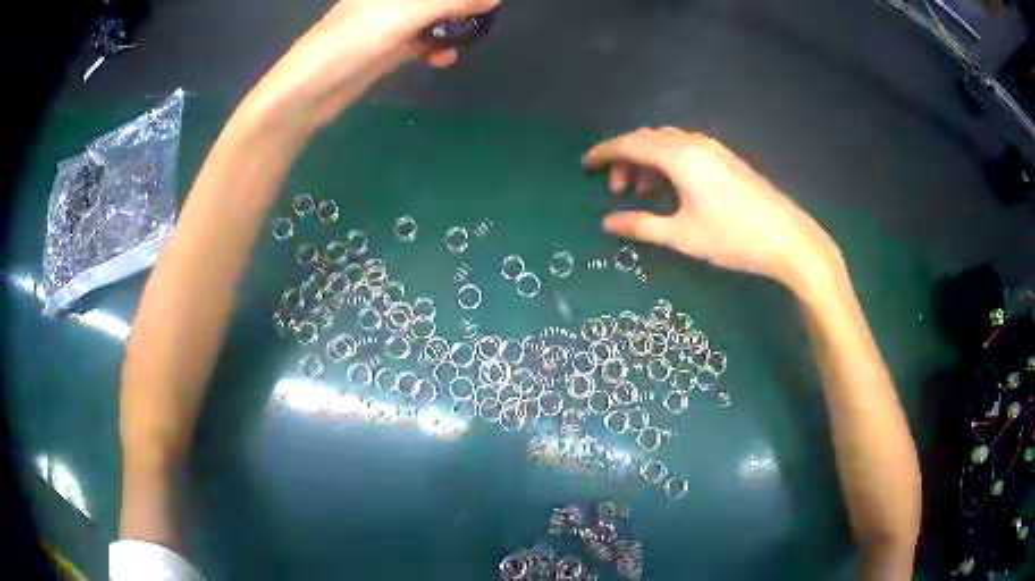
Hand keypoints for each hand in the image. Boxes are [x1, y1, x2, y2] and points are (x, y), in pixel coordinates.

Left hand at [239, 0, 499, 134]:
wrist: (308, 92)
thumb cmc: (350, 42)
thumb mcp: (404, 15)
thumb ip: (450, 3)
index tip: (484, 3)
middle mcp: (388, 1)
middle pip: (432, 0)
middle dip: (458, 6)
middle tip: (483, 17)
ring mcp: (387, 25)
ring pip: (430, 19)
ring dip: (451, 27)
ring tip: (469, 38)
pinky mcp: (386, 50)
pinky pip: (420, 43)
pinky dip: (435, 48)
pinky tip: (445, 59)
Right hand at [583, 127, 842, 293]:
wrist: (789, 239)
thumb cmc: (733, 238)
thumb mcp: (683, 236)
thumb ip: (642, 226)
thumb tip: (608, 223)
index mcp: (680, 158)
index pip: (632, 144)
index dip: (605, 152)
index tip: (585, 164)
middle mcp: (695, 144)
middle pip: (648, 139)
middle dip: (625, 157)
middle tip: (615, 188)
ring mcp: (714, 149)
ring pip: (668, 142)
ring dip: (647, 160)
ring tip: (640, 191)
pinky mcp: (726, 159)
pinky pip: (686, 149)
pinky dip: (667, 162)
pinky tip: (670, 186)